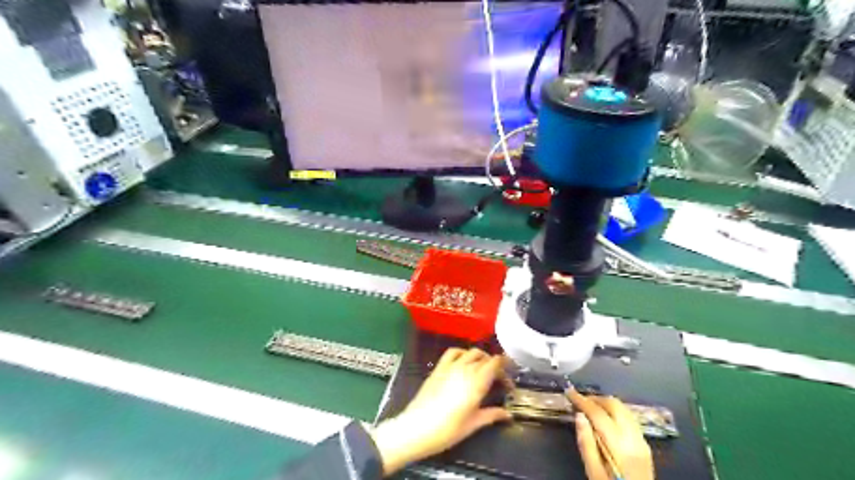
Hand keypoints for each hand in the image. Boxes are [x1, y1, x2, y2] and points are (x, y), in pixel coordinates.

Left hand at [372, 347, 509, 473]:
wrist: (417, 428)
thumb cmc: (447, 430)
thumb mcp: (473, 424)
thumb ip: (492, 415)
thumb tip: (508, 414)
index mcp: (477, 382)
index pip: (495, 363)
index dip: (505, 366)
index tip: (509, 377)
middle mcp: (465, 369)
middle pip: (485, 357)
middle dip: (495, 365)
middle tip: (498, 380)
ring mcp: (451, 366)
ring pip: (471, 352)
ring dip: (480, 357)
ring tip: (483, 369)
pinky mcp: (439, 368)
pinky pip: (453, 352)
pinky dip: (462, 352)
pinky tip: (464, 361)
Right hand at [571, 390, 655, 479]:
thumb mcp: (593, 472)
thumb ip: (586, 443)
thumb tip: (579, 416)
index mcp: (619, 446)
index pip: (598, 413)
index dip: (582, 400)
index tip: (569, 392)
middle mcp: (634, 438)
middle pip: (614, 405)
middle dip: (595, 399)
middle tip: (579, 401)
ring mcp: (642, 440)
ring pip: (624, 409)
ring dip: (605, 404)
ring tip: (590, 407)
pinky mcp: (645, 444)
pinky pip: (629, 418)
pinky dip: (615, 412)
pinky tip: (605, 418)